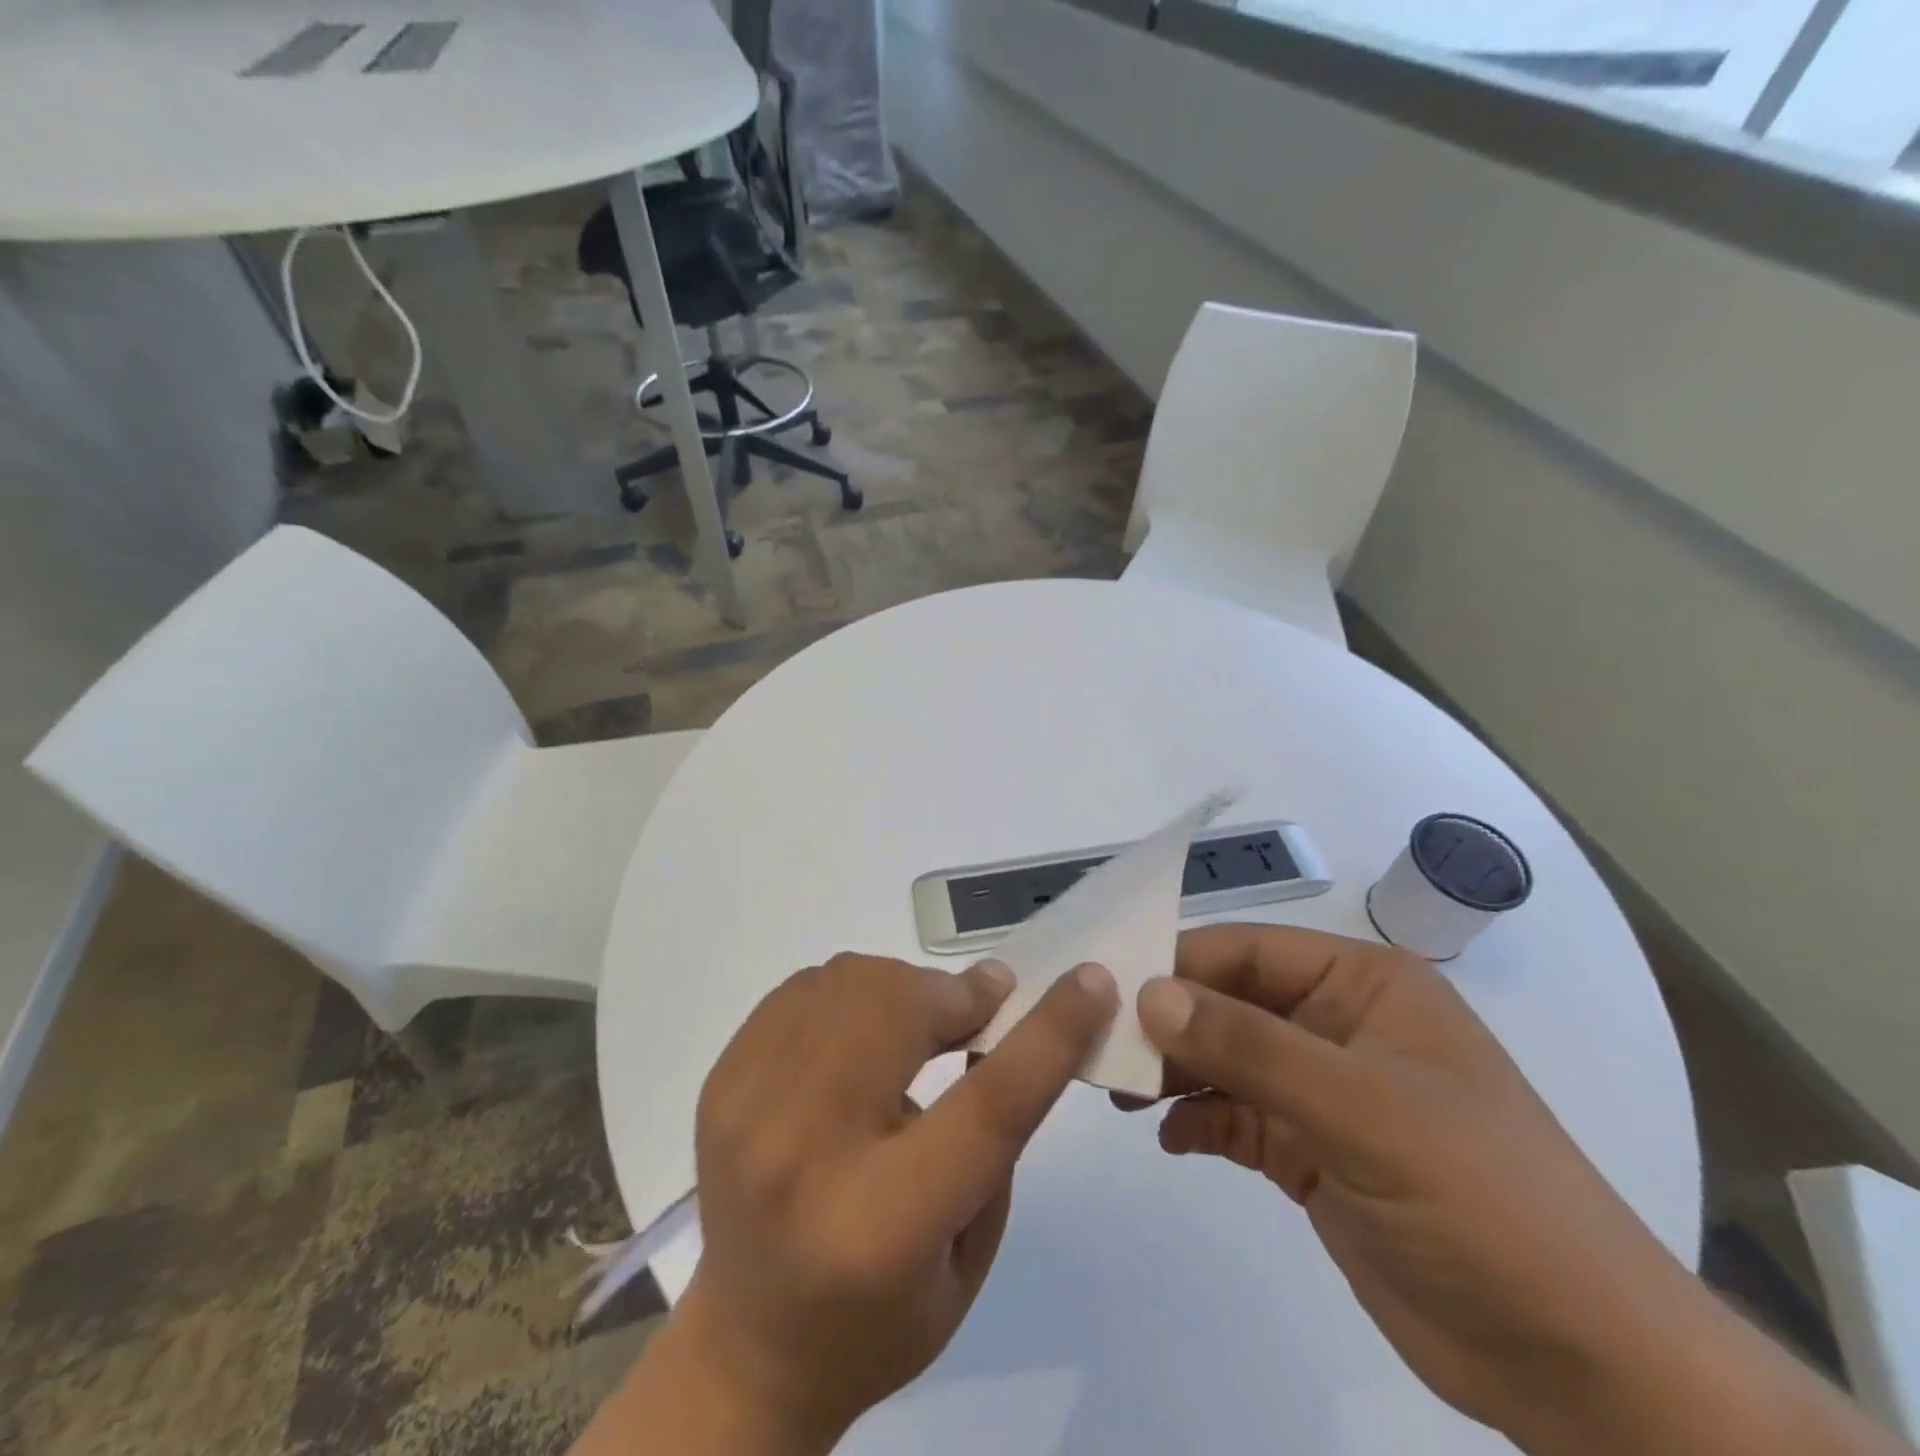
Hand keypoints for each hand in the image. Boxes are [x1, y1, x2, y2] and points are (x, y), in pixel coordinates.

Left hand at [670, 952, 1118, 1452]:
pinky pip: (805, 988)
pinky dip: (853, 994)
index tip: (1090, 981)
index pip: (987, 1105)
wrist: (749, 1344)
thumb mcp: (970, 1249)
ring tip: (920, 1025)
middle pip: (898, 1011)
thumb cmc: (880, 1316)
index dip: (1048, 1032)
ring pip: (849, 982)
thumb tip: (994, 1016)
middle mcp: (804, 1153)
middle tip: (979, 1010)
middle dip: (955, 996)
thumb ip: (994, 1132)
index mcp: (883, 1224)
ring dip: (904, 990)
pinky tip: (862, 1035)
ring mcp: (748, 1106)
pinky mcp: (721, 1079)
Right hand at [1131, 925, 1697, 1439]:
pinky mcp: (1314, 1152)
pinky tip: (1170, 1138)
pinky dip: (1200, 1122)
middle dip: (1168, 1024)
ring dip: (1175, 1072)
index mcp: (1363, 984)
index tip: (1106, 991)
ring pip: (1226, 1060)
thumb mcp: (1362, 1110)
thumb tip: (1149, 994)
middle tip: (1102, 1049)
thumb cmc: (1481, 1200)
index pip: (1248, 951)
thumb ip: (1250, 1047)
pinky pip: (1237, 1118)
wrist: (1582, 1368)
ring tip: (1121, 1094)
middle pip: (1230, 1004)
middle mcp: (1338, 1025)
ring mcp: (1325, 1092)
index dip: (1177, 964)